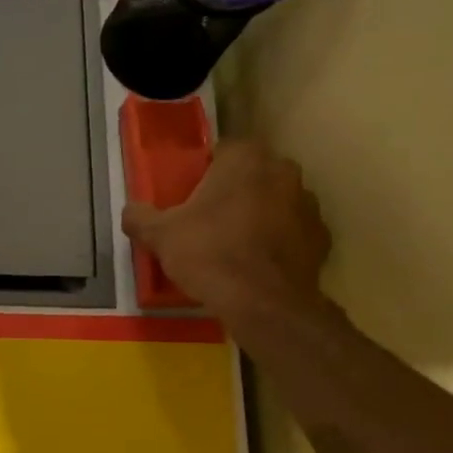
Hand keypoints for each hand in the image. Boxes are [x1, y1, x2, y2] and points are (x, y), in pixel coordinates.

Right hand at [121, 137, 330, 323]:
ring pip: (275, 201)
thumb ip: (140, 217)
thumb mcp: (160, 236)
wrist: (262, 303)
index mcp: (245, 159)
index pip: (223, 149)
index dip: (204, 171)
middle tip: (208, 221)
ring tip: (233, 246)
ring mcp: (308, 204)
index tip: (190, 195)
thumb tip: (130, 210)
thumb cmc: (209, 255)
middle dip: (233, 191)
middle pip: (252, 174)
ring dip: (258, 215)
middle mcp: (283, 171)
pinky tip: (256, 266)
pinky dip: (277, 242)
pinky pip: (292, 232)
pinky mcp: (321, 237)